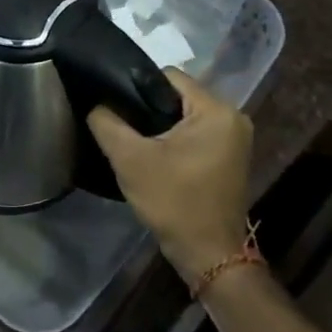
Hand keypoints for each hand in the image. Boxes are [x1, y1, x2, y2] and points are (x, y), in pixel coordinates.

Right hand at [87, 69, 254, 287]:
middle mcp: (233, 117)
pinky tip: (154, 156)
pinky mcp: (230, 157)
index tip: (115, 107)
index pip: (168, 77)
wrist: (208, 255)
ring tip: (133, 141)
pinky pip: (195, 134)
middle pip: (177, 96)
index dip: (136, 87)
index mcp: (216, 110)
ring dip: (159, 126)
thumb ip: (107, 122)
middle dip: (147, 109)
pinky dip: (174, 140)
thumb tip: (96, 101)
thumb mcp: (130, 159)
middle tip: (120, 126)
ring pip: (184, 116)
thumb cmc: (173, 201)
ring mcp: (235, 139)